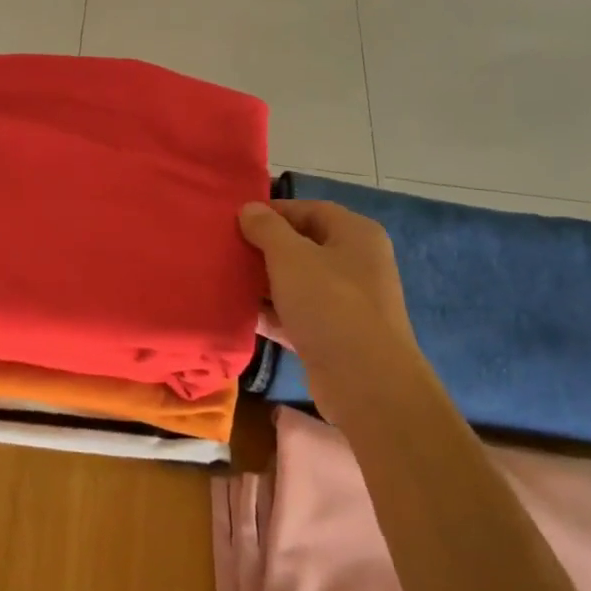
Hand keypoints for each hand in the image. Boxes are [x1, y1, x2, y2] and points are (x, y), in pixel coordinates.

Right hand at [239, 200, 420, 405]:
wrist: (365, 381)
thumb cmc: (330, 304)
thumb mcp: (291, 257)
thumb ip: (267, 228)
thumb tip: (249, 208)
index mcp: (356, 234)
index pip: (310, 210)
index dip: (273, 212)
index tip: (236, 220)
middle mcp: (357, 263)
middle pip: (303, 246)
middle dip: (265, 248)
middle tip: (227, 250)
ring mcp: (347, 302)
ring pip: (298, 282)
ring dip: (265, 282)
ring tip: (226, 279)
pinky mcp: (334, 335)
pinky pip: (297, 314)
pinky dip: (272, 313)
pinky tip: (239, 314)